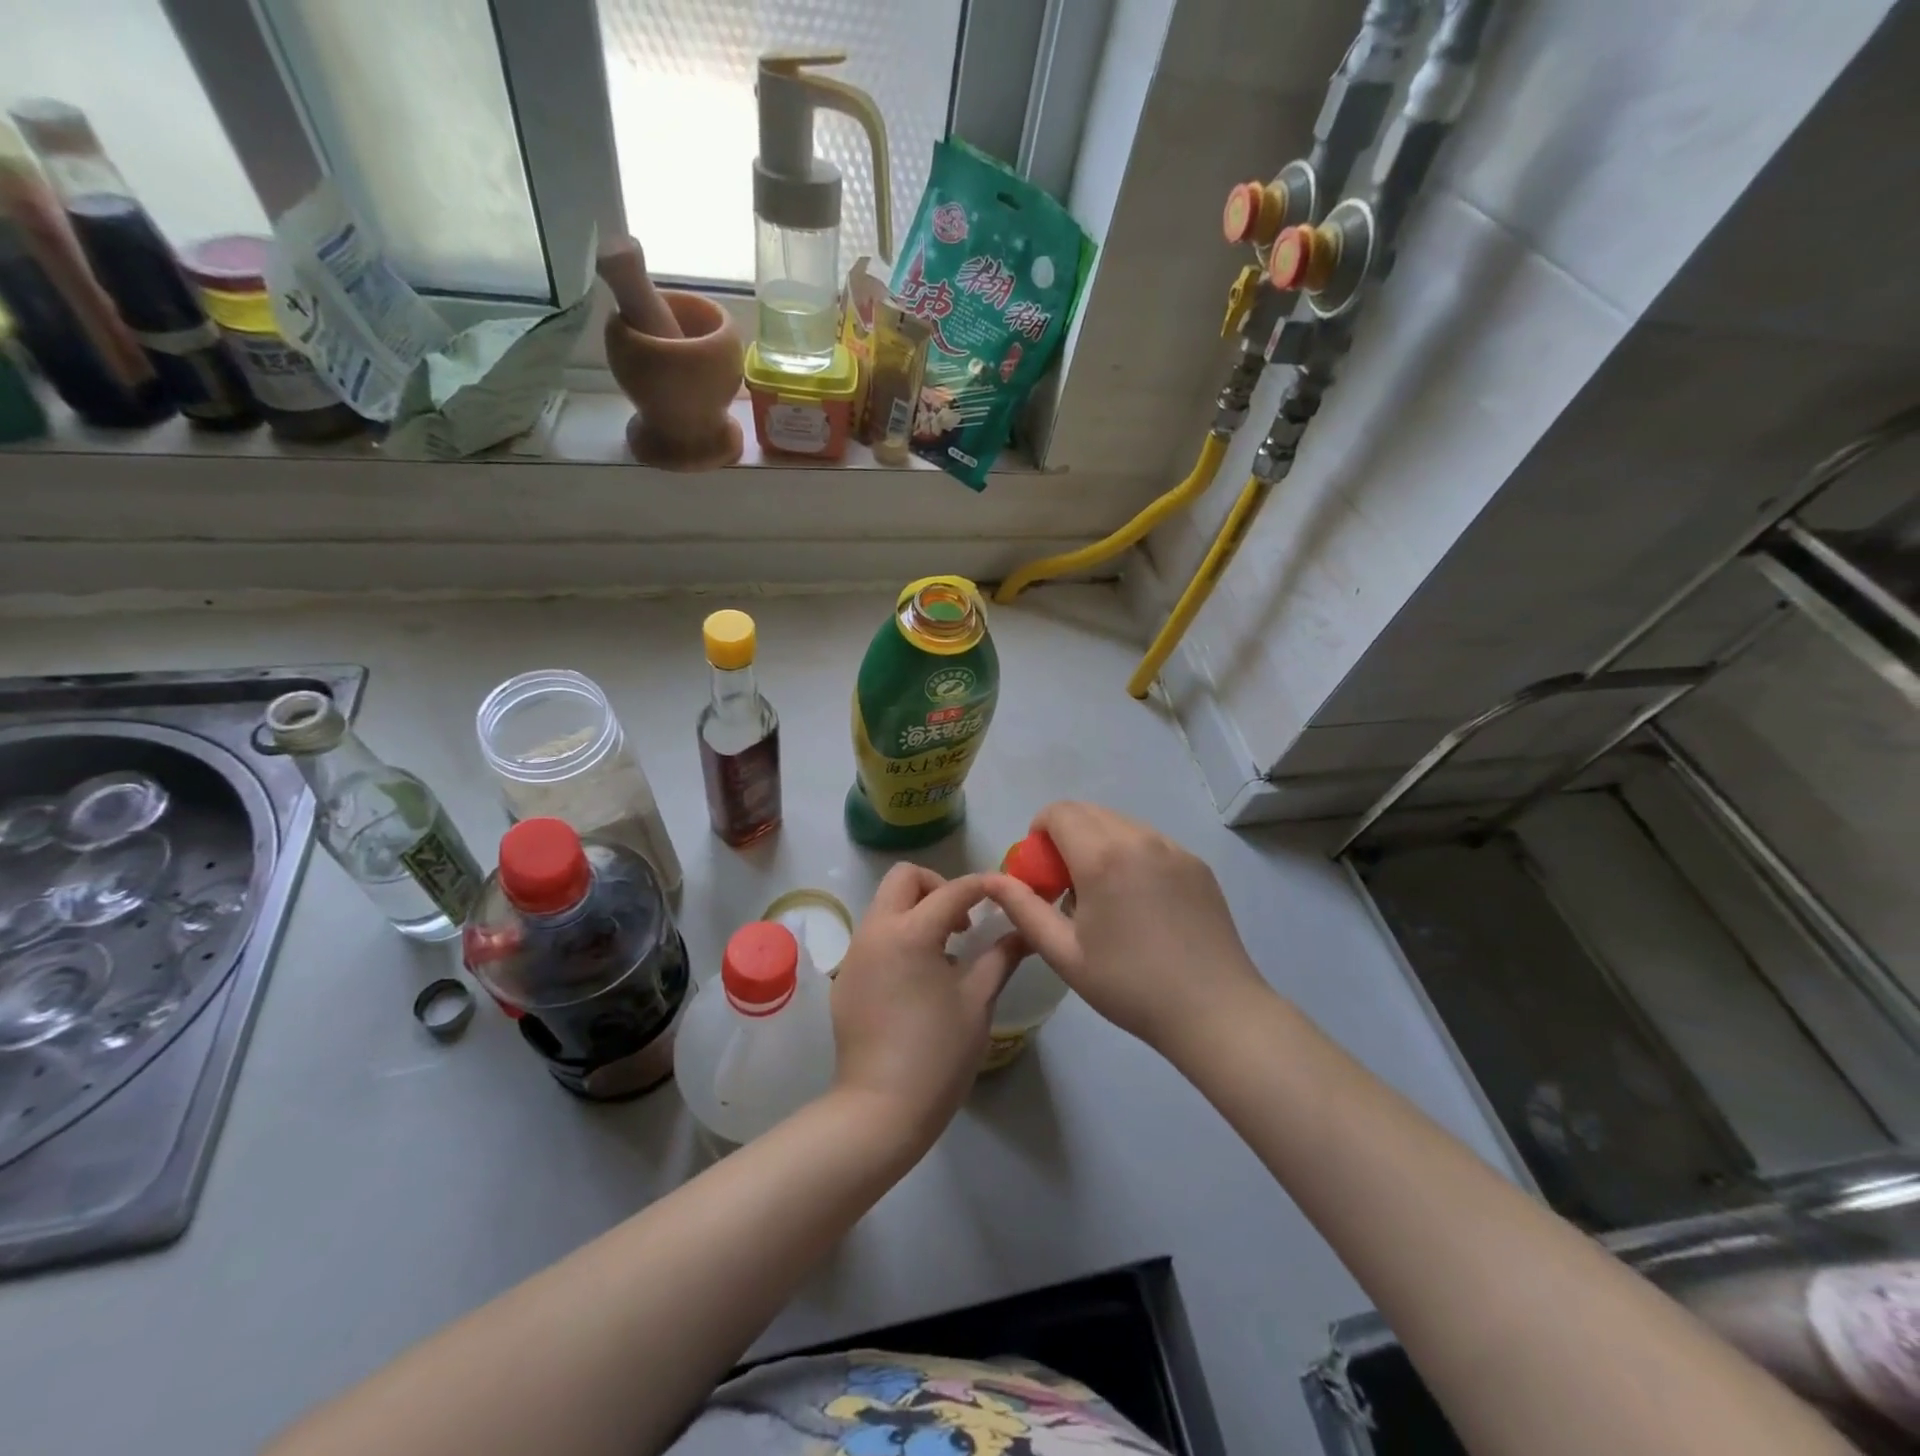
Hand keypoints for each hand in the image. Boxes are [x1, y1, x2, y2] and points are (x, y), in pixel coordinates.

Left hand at [830, 864, 1021, 1149]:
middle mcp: (875, 931)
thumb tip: (1024, 931)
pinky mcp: (846, 977)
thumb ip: (1001, 956)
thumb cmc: (938, 1054)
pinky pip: (874, 936)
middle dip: (938, 886)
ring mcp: (855, 954)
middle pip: (904, 878)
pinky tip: (917, 979)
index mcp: (911, 932)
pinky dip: (899, 936)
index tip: (1006, 893)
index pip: (953, 889)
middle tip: (963, 923)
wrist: (879, 1110)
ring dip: (916, 911)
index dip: (984, 885)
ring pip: (885, 905)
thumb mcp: (978, 1001)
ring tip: (944, 952)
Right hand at [984, 802, 1270, 1061]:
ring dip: (1099, 843)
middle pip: (1089, 812)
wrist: (1214, 1011)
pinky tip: (1139, 903)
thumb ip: (1023, 908)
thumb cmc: (1129, 985)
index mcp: (1102, 857)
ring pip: (1121, 824)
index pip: (1059, 812)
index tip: (1040, 871)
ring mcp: (1174, 848)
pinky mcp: (1196, 863)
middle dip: (1066, 837)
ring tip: (1103, 896)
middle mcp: (1139, 838)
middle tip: (1066, 886)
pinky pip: (1151, 841)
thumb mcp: (1063, 953)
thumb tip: (991, 880)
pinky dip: (1131, 854)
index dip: (1039, 832)